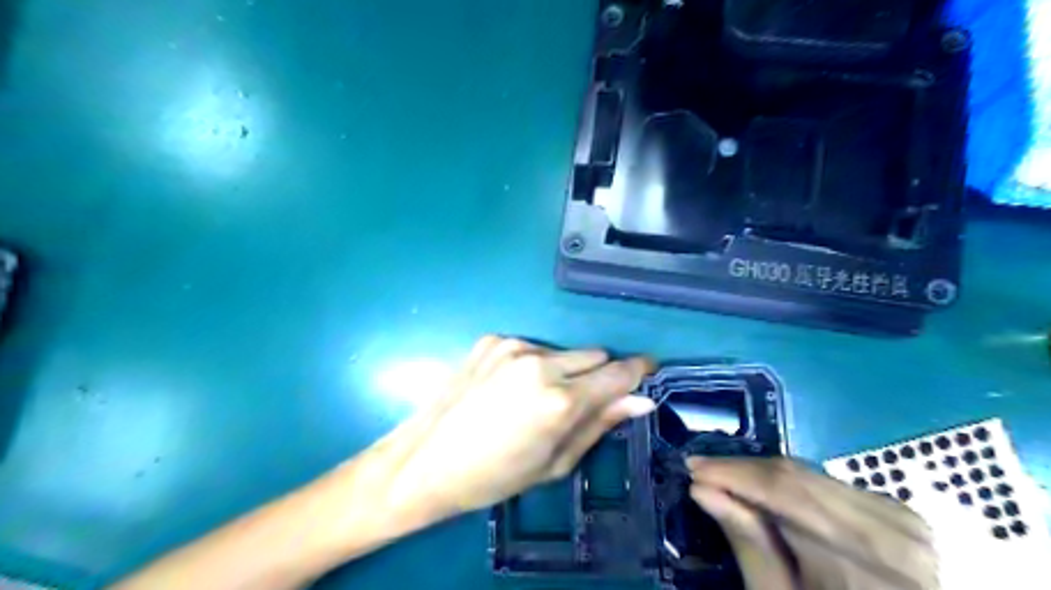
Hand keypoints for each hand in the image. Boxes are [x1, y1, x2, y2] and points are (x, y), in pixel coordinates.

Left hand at [378, 337, 654, 514]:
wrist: (426, 461)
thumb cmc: (495, 476)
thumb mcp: (555, 462)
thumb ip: (600, 424)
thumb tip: (641, 400)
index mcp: (561, 400)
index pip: (619, 372)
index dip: (638, 370)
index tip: (647, 371)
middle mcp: (540, 362)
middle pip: (594, 354)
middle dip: (596, 375)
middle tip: (576, 403)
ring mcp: (513, 346)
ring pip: (562, 351)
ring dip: (562, 369)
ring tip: (532, 399)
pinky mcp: (491, 339)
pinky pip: (530, 347)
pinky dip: (530, 364)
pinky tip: (506, 388)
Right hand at [686, 458, 939, 589]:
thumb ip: (748, 545)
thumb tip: (702, 490)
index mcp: (864, 562)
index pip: (784, 492)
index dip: (732, 473)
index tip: (691, 468)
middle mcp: (890, 528)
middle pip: (797, 476)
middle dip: (742, 469)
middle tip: (700, 470)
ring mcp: (901, 517)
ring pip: (810, 474)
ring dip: (762, 474)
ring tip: (725, 480)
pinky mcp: (899, 513)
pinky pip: (830, 483)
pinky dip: (791, 484)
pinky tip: (765, 491)